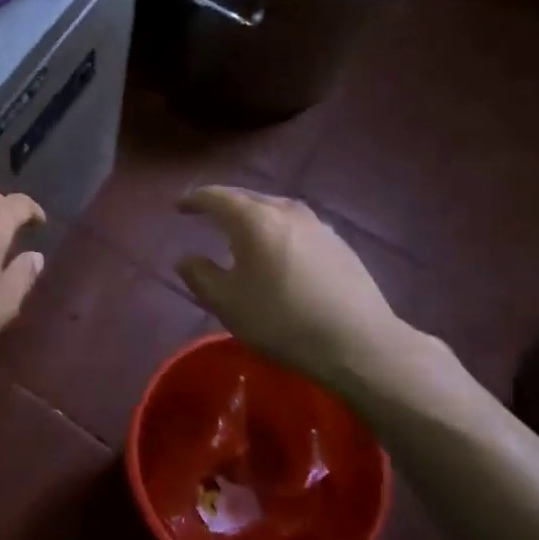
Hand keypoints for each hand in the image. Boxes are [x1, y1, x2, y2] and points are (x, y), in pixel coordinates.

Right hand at [176, 186, 436, 404]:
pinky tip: (277, 251)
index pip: (217, 197)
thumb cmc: (282, 320)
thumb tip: (187, 258)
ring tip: (240, 231)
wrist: (358, 342)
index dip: (195, 200)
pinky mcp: (338, 244)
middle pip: (248, 197)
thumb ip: (200, 276)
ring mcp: (317, 225)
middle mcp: (286, 211)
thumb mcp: (227, 304)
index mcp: (255, 219)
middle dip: (224, 204)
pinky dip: (276, 231)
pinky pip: (295, 226)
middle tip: (206, 213)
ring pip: (275, 210)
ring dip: (253, 216)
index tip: (180, 206)